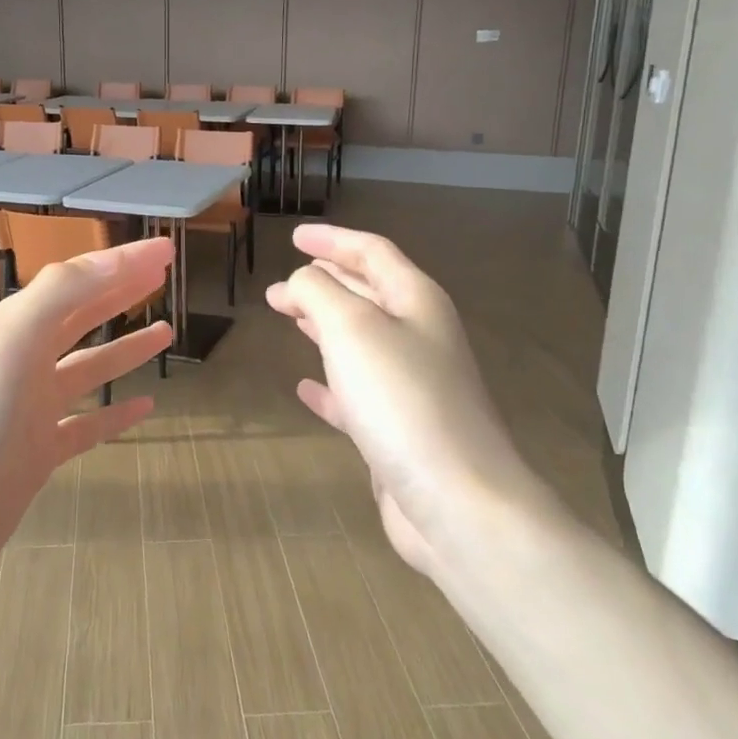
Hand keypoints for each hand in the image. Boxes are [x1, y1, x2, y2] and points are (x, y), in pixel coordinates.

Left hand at [0, 238, 174, 613]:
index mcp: (15, 328)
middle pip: (81, 316)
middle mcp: (23, 362)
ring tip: (167, 331)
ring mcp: (30, 412)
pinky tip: (145, 407)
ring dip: (124, 348)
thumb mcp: (10, 345)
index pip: (78, 281)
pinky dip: (115, 413)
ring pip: (87, 369)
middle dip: (122, 292)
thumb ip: (61, 295)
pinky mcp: (36, 457)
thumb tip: (122, 257)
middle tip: (165, 276)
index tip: (168, 250)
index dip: (123, 262)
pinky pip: (86, 425)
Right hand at [266, 224, 539, 581]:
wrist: (458, 501)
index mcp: (416, 301)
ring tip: (288, 317)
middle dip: (322, 283)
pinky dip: (329, 384)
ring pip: (360, 341)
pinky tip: (305, 387)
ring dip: (323, 325)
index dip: (333, 240)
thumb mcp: (352, 328)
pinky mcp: (399, 431)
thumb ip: (319, 292)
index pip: (373, 252)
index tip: (294, 237)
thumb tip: (302, 281)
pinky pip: (357, 393)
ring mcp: (412, 386)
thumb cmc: (403, 400)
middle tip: (279, 286)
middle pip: (367, 294)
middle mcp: (419, 337)